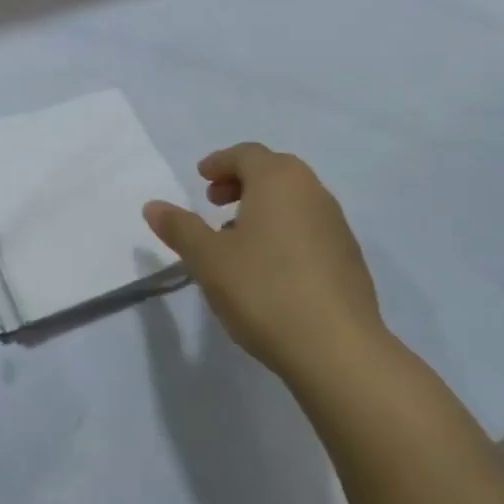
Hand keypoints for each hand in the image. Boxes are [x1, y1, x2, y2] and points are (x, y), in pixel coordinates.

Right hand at [143, 142, 384, 387]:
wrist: (338, 350)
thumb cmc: (264, 290)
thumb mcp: (207, 259)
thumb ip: (180, 227)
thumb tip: (153, 206)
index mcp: (279, 180)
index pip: (246, 154)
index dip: (220, 162)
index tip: (201, 178)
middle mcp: (313, 192)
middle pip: (274, 171)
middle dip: (241, 182)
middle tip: (214, 203)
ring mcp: (337, 225)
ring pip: (294, 201)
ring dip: (263, 208)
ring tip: (237, 239)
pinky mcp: (350, 259)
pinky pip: (310, 228)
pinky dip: (285, 232)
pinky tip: (270, 268)